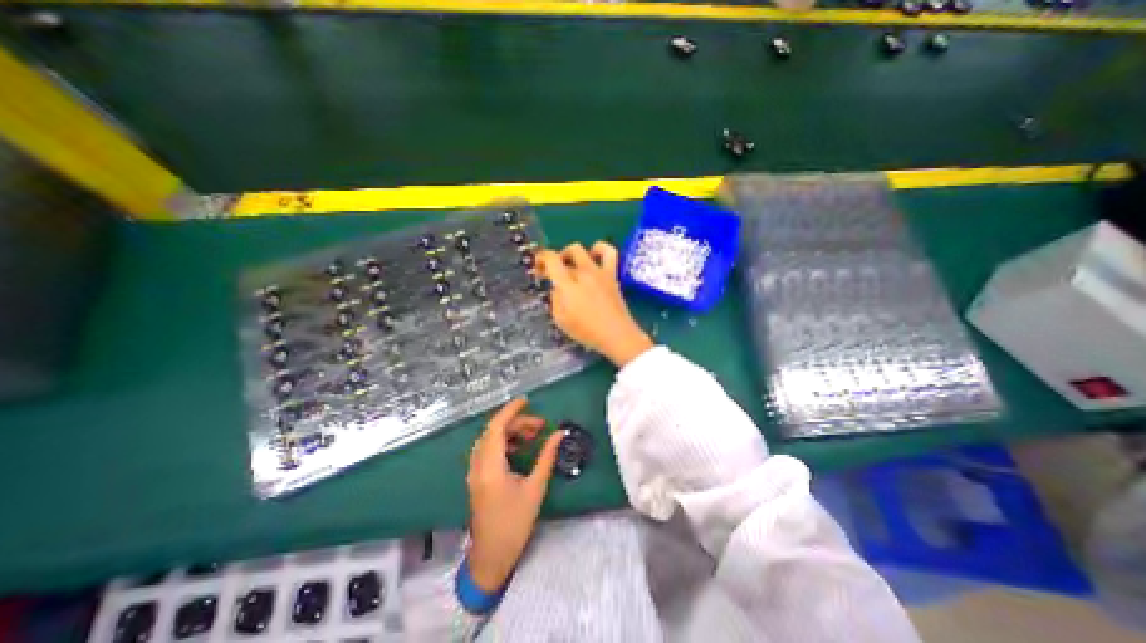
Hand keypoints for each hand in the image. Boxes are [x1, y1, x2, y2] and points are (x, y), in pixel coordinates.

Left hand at [466, 399, 562, 595]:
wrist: (492, 556)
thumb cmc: (515, 524)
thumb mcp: (535, 488)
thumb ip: (547, 457)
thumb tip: (559, 434)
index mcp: (490, 467)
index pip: (496, 428)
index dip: (510, 411)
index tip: (526, 401)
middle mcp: (478, 465)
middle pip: (493, 432)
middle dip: (516, 422)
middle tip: (539, 425)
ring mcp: (474, 472)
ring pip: (489, 440)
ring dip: (509, 432)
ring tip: (532, 435)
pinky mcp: (476, 477)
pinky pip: (487, 450)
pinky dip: (503, 442)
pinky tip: (519, 447)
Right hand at [535, 240, 652, 369]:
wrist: (616, 334)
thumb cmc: (587, 331)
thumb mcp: (561, 320)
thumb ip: (555, 301)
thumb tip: (556, 289)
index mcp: (568, 285)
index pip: (551, 260)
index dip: (541, 258)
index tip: (538, 267)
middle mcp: (582, 273)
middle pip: (564, 254)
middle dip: (554, 259)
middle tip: (552, 272)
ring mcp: (598, 272)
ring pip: (582, 249)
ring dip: (571, 253)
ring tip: (570, 263)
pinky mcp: (611, 275)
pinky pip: (609, 253)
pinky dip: (600, 248)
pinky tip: (594, 255)